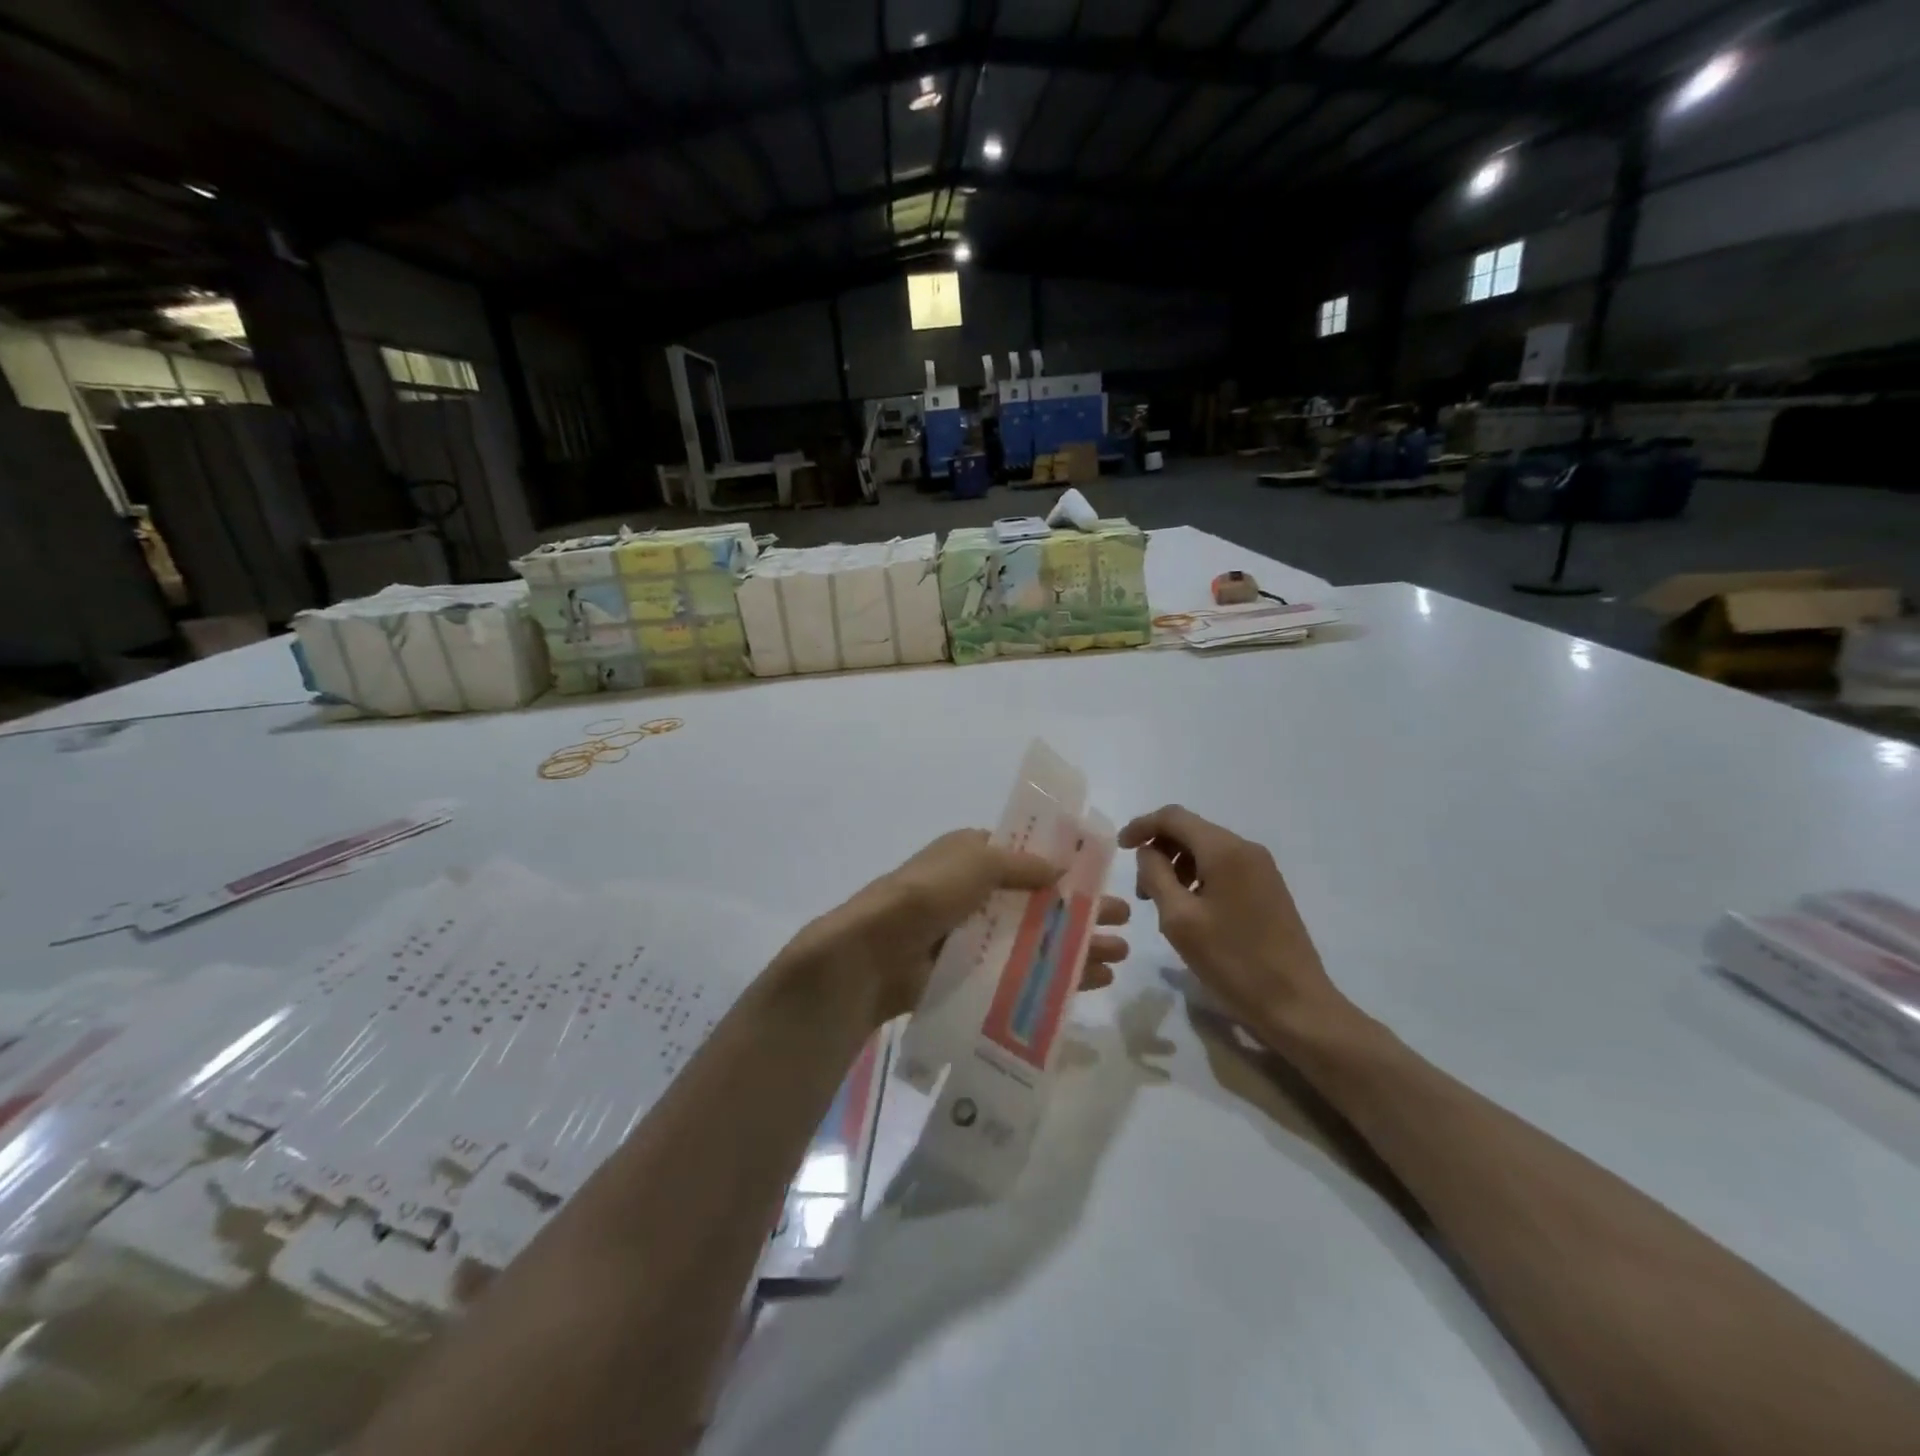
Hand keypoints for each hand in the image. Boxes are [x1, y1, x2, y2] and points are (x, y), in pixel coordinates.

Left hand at [796, 829, 1130, 1024]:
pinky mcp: (973, 975)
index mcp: (971, 856)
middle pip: (1040, 900)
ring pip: (1037, 938)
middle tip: (1125, 918)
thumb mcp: (974, 861)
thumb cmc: (926, 895)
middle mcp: (975, 893)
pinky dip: (1054, 976)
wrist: (872, 954)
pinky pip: (1022, 972)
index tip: (1100, 874)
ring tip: (1120, 955)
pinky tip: (1091, 982)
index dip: (1063, 863)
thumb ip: (1020, 863)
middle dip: (1081, 909)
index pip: (1025, 855)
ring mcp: (975, 936)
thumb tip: (1060, 867)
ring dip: (1076, 945)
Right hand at [1118, 806, 1352, 1044]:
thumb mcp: (1179, 919)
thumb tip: (1148, 852)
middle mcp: (1246, 849)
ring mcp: (1262, 869)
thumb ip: (1155, 875)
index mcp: (1225, 850)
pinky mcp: (1269, 889)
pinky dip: (1199, 878)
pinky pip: (1224, 868)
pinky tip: (1192, 913)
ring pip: (1207, 850)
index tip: (1120, 849)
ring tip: (1164, 906)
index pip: (1173, 817)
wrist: (1296, 1004)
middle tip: (1141, 892)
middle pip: (1191, 831)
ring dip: (1177, 867)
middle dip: (1159, 851)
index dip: (1141, 826)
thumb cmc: (1233, 961)